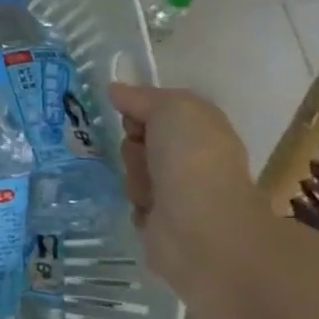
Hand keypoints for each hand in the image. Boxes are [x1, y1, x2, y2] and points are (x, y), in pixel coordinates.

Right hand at [108, 82, 263, 306]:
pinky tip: (149, 211)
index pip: (157, 112)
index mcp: (203, 130)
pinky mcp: (165, 223)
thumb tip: (116, 90)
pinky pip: (133, 202)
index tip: (131, 120)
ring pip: (134, 172)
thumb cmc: (192, 159)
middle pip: (140, 142)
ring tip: (149, 191)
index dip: (138, 112)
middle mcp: (193, 159)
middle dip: (133, 147)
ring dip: (134, 178)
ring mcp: (180, 192)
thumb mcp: (172, 108)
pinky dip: (137, 204)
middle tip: (143, 156)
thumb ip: (142, 97)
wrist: (201, 227)